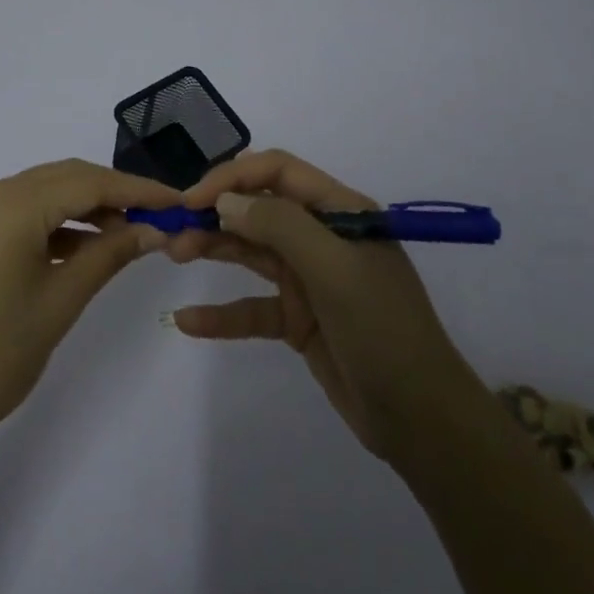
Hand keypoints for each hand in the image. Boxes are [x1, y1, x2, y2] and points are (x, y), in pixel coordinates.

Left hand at [0, 159, 178, 454]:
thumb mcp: (61, 301)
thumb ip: (109, 254)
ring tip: (132, 234)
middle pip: (66, 178)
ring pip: (45, 193)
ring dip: (88, 208)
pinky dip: (59, 224)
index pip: (88, 182)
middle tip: (161, 217)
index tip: (179, 202)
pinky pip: (24, 213)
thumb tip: (154, 229)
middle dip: (115, 195)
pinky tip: (88, 246)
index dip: (138, 190)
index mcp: (9, 204)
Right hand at [166, 150, 476, 464]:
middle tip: (172, 232)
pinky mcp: (298, 319)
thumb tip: (226, 201)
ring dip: (213, 250)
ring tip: (172, 253)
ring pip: (250, 252)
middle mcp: (322, 237)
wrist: (421, 420)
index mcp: (340, 212)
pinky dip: (222, 314)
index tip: (192, 199)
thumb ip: (279, 226)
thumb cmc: (382, 330)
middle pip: (258, 210)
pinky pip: (252, 307)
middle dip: (215, 214)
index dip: (232, 177)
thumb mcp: (334, 269)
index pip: (278, 172)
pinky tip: (187, 320)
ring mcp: (309, 279)